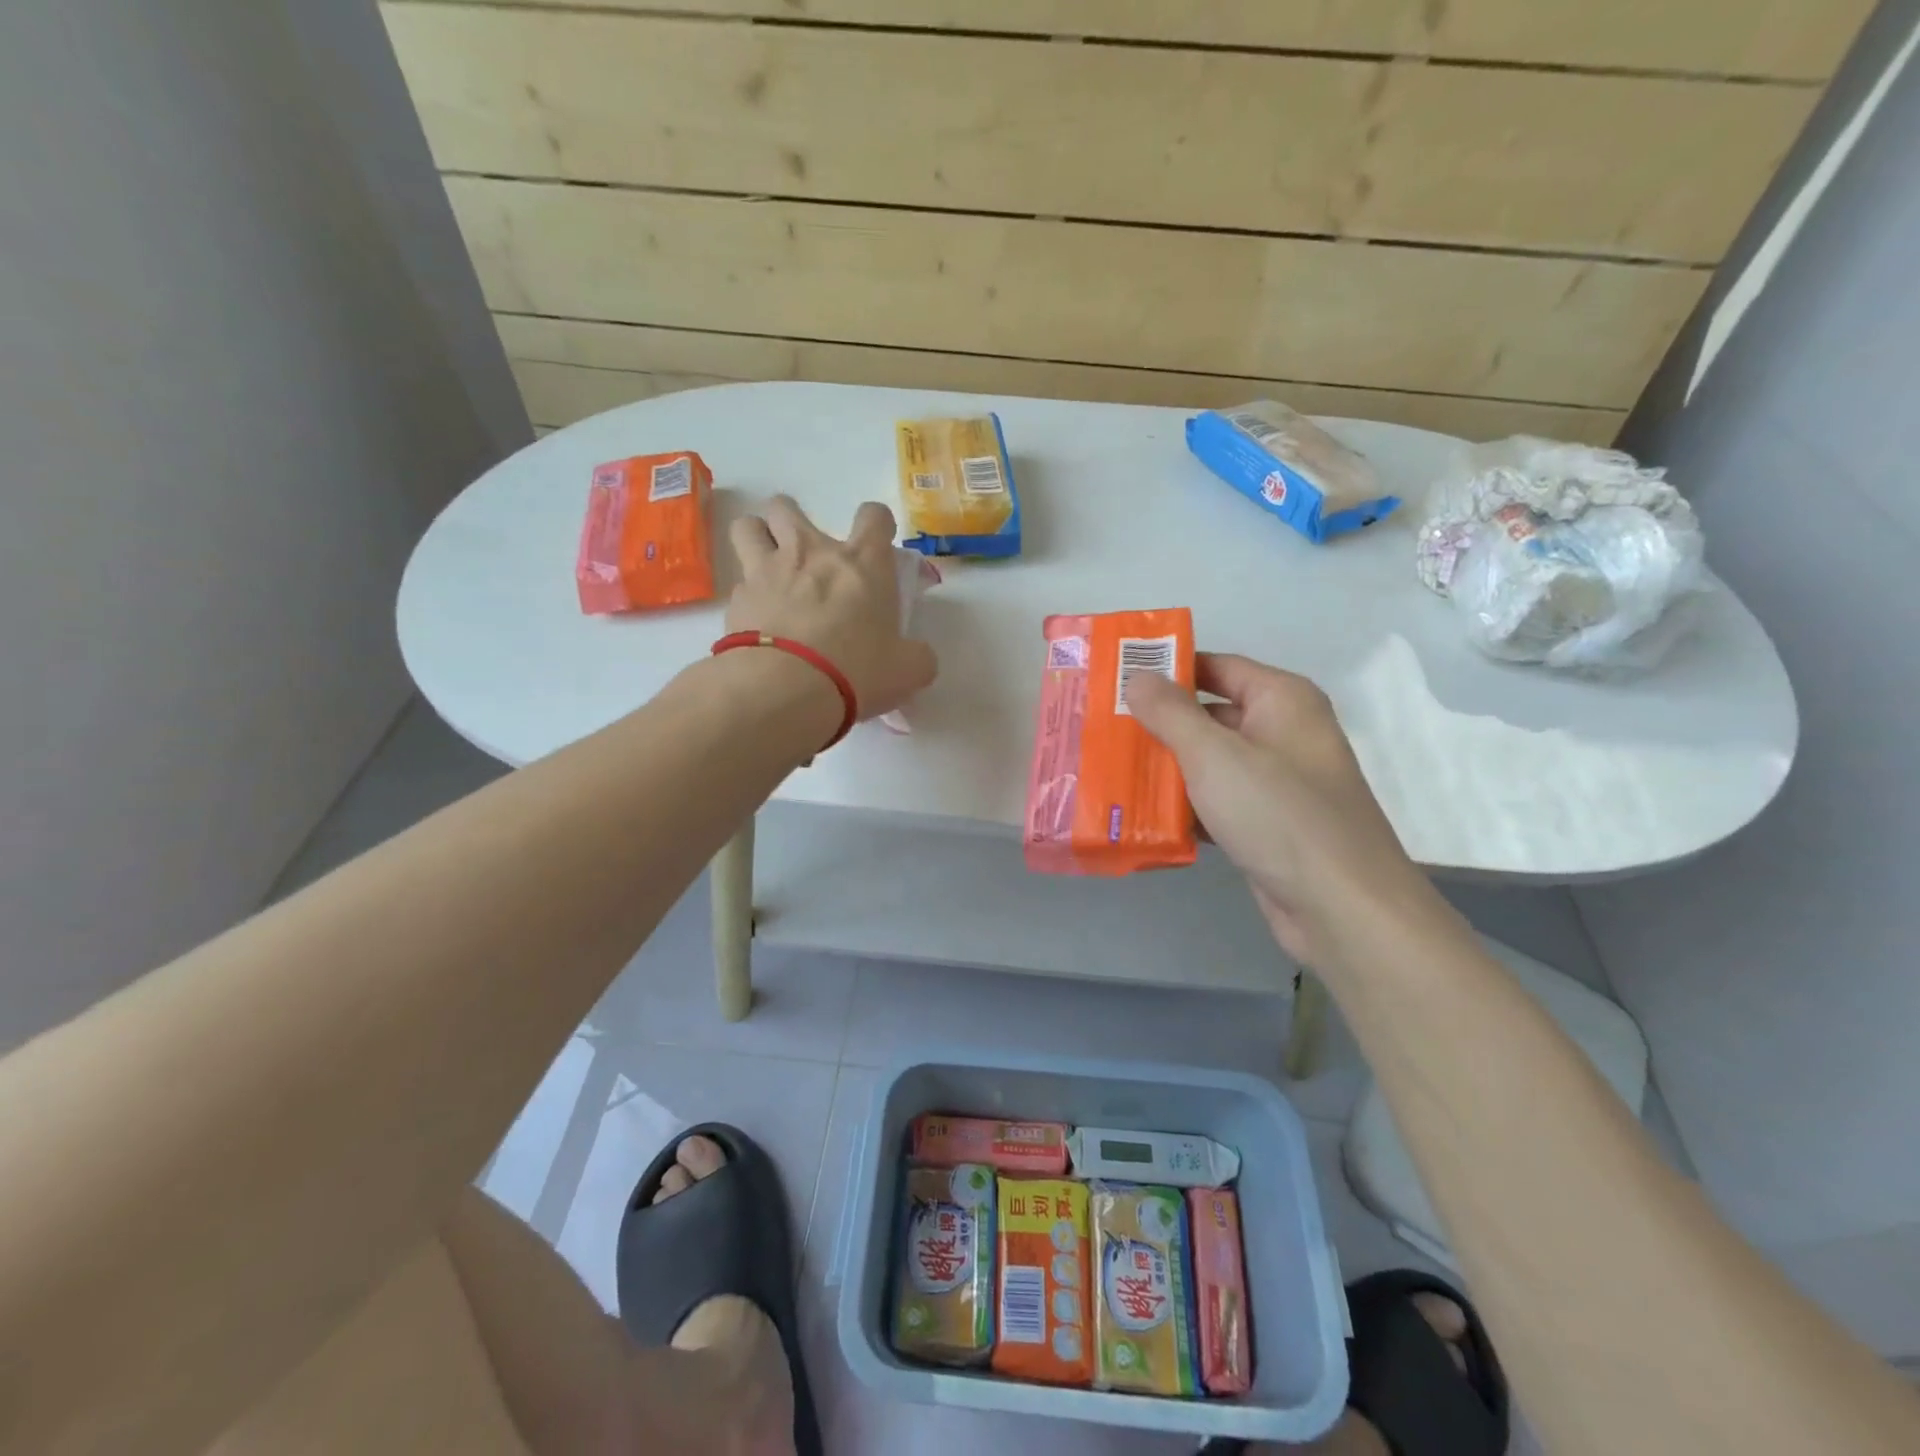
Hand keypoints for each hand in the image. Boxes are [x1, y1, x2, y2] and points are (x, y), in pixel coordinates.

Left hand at [725, 496, 936, 719]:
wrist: (787, 689)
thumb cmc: (857, 670)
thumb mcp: (907, 670)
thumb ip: (917, 656)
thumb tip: (918, 656)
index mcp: (862, 562)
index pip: (873, 516)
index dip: (876, 525)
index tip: (875, 546)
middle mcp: (811, 553)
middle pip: (787, 506)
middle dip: (792, 521)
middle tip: (805, 555)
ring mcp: (767, 571)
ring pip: (748, 527)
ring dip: (757, 539)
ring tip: (769, 569)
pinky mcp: (736, 600)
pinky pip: (738, 584)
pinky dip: (748, 597)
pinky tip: (757, 622)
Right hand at [1126, 654, 1436, 967]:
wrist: (1342, 908)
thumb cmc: (1278, 814)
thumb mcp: (1214, 755)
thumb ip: (1170, 712)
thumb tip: (1137, 676)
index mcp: (1282, 700)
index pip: (1215, 667)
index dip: (1167, 670)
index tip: (1115, 679)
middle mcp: (1283, 733)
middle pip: (1209, 715)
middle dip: (1158, 724)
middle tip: (1102, 727)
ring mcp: (1277, 782)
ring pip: (1210, 762)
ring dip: (1166, 768)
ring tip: (1109, 768)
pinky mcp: (1267, 825)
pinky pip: (1217, 802)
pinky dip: (1185, 806)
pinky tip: (1141, 815)